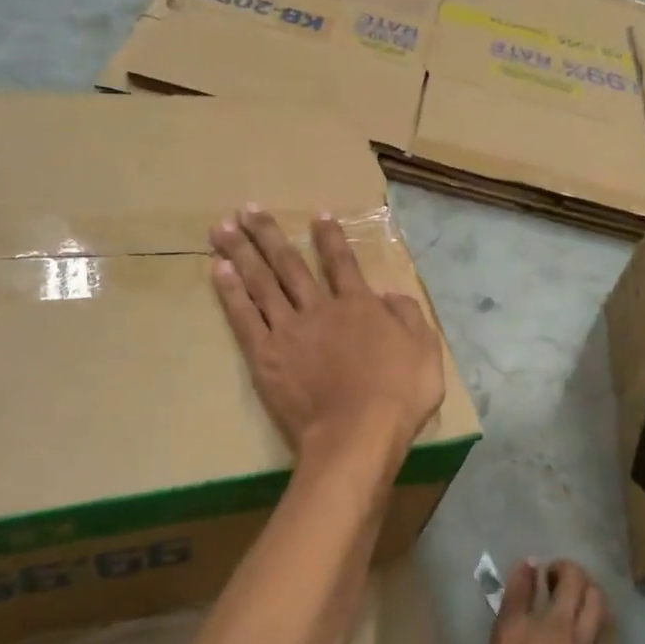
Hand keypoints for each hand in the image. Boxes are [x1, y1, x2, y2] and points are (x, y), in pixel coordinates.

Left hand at [211, 206, 444, 468]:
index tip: (317, 215)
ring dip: (242, 253)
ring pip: (261, 282)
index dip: (330, 237)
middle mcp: (319, 308)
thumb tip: (390, 295)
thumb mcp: (425, 351)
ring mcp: (288, 330)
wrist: (357, 433)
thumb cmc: (398, 395)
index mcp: (358, 305)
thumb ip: (409, 316)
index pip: (342, 262)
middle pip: (290, 264)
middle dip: (268, 234)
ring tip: (221, 229)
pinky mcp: (265, 356)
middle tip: (247, 209)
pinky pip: (244, 317)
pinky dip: (231, 293)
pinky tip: (219, 271)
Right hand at [468, 560, 614, 643]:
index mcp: (513, 632)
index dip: (524, 571)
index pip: (520, 588)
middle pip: (568, 579)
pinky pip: (607, 626)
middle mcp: (549, 626)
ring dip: (588, 585)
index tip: (529, 564)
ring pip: (594, 595)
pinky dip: (603, 616)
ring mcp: (581, 642)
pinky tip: (598, 620)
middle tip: (555, 575)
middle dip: (564, 569)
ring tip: (580, 589)